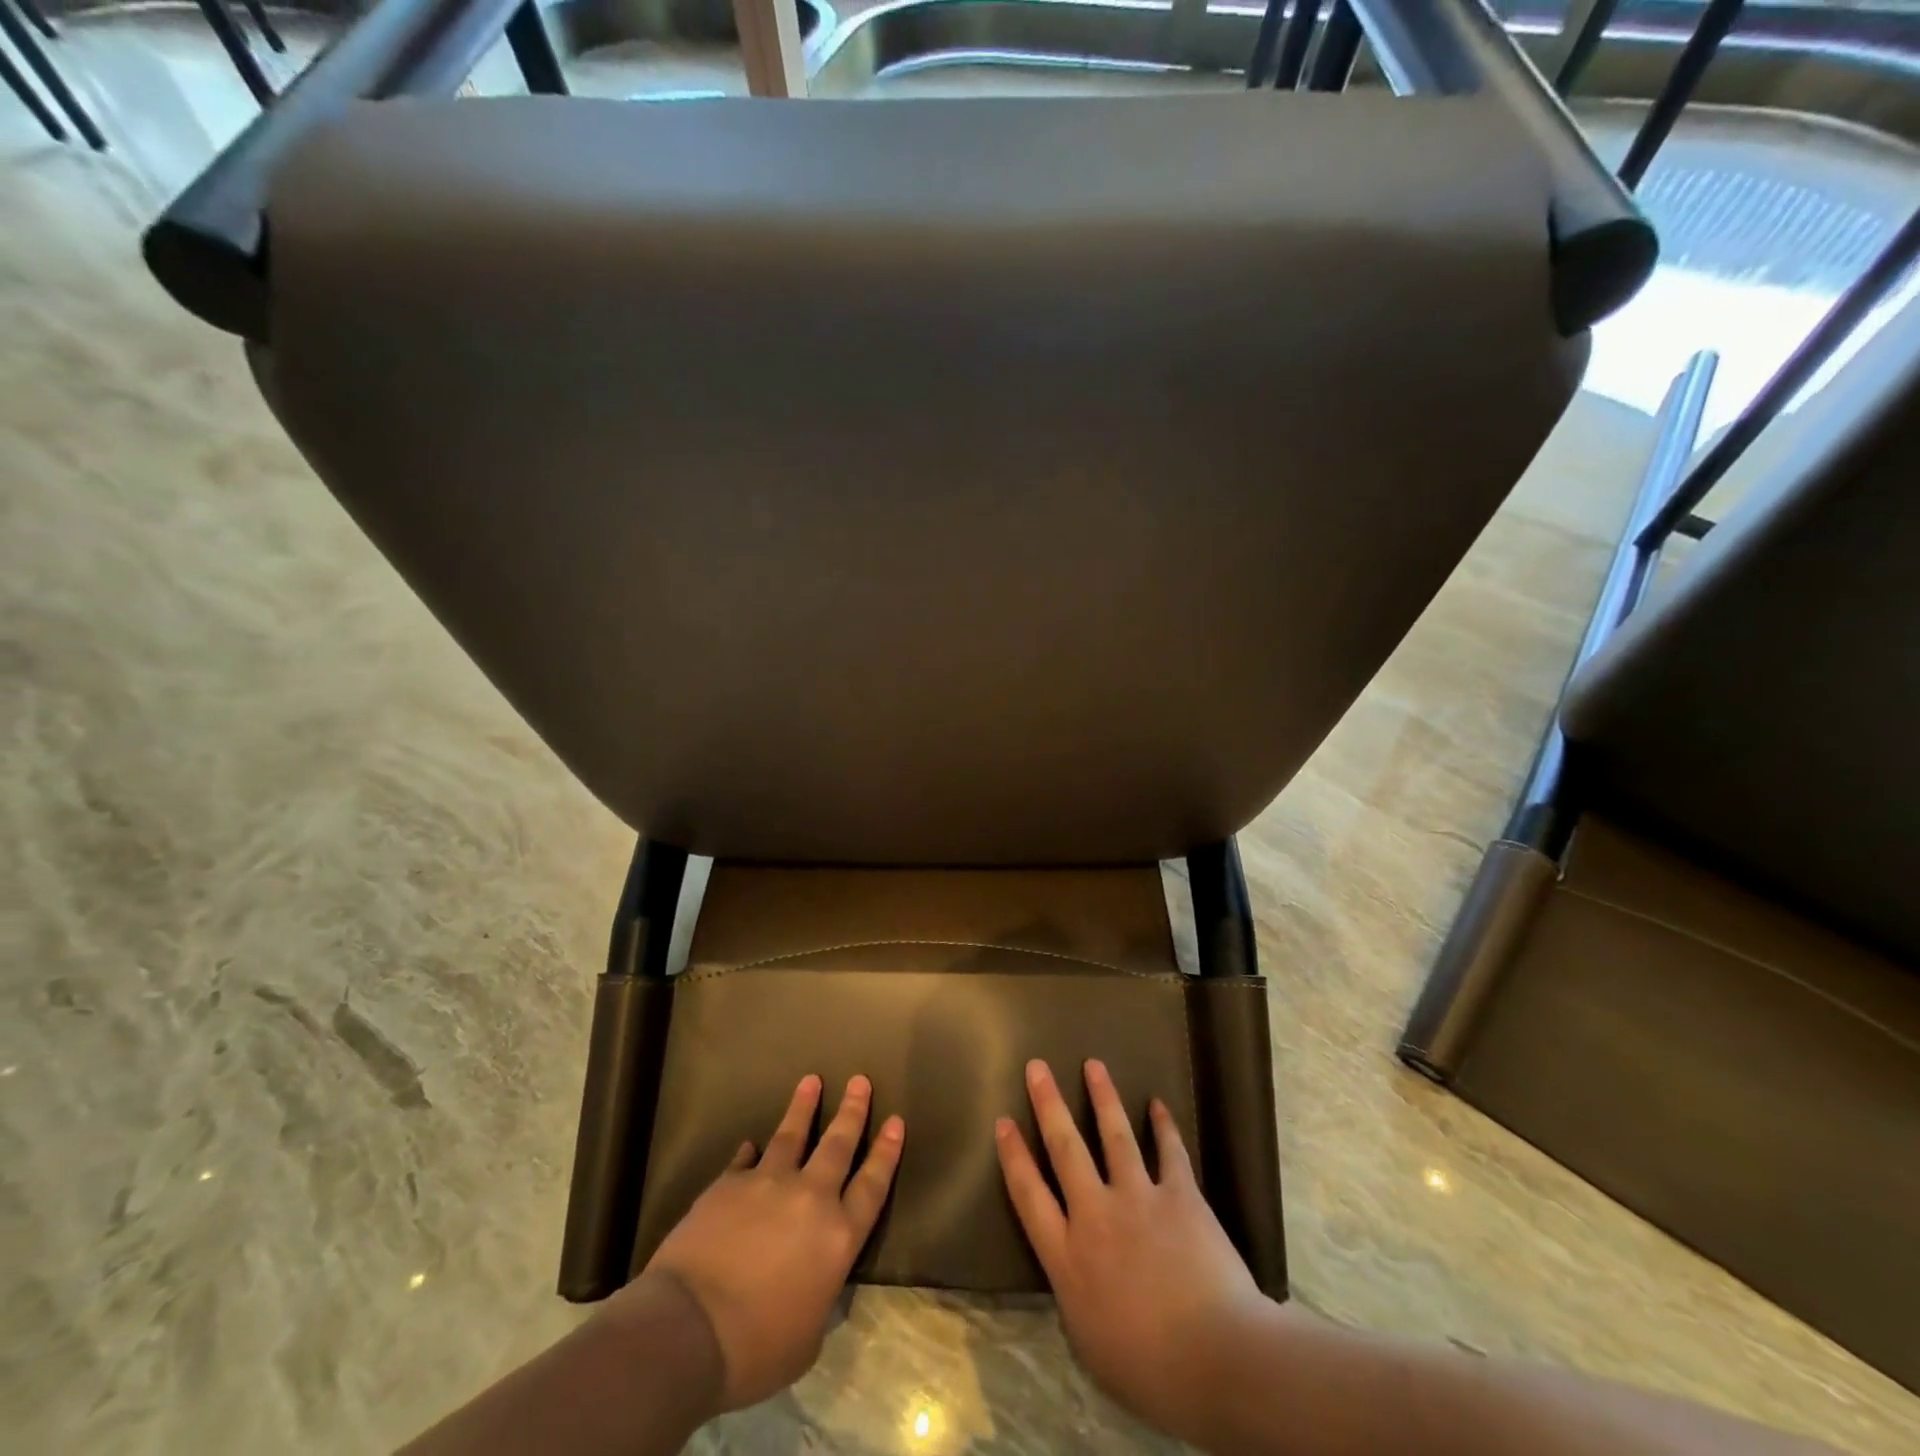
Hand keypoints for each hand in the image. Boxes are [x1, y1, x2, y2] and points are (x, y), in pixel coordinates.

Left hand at [630, 1074, 903, 1411]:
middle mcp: (811, 1198)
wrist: (689, 1328)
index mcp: (838, 1237)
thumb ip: (818, 1297)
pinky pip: (745, 1160)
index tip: (896, 1121)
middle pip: (838, 1144)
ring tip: (811, 1081)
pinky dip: (750, 1152)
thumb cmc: (756, 1348)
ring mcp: (769, 1184)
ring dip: (804, 1107)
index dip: (886, 1152)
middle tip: (860, 1080)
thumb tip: (815, 1284)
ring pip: (792, 1135)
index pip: (872, 1185)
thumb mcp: (806, 1338)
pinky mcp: (729, 1184)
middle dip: (852, 1111)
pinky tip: (751, 1144)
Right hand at [996, 1058, 1266, 1444]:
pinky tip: (1158, 1104)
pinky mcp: (1180, 1196)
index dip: (1013, 1155)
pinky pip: (1169, 1151)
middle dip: (1048, 1104)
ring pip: (1114, 1135)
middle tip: (1037, 1067)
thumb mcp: (1089, 1343)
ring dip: (1102, 1097)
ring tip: (1093, 1065)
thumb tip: (1072, 1269)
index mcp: (1068, 1256)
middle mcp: (1096, 1215)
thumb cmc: (1149, 1369)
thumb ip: (1075, 1295)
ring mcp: (1139, 1199)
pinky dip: (1163, 1125)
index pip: (1029, 1194)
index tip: (1003, 1121)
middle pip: (1065, 1148)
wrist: (1217, 1358)